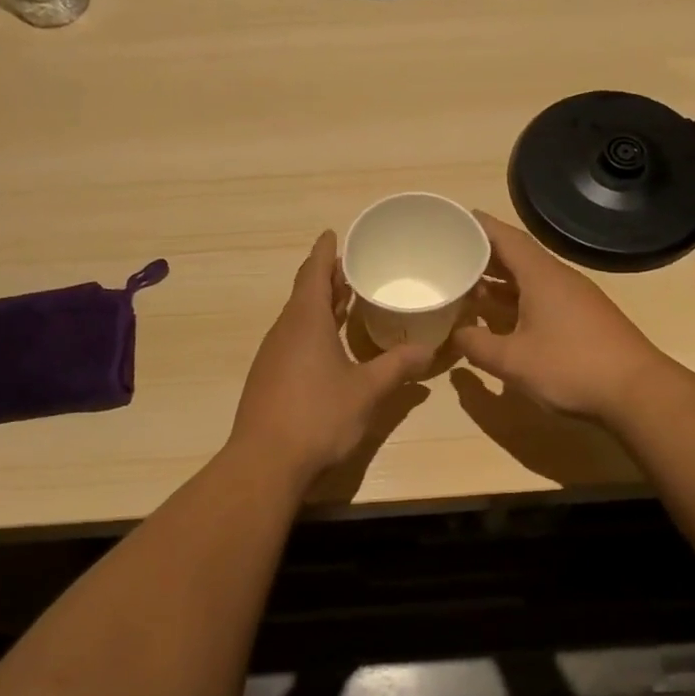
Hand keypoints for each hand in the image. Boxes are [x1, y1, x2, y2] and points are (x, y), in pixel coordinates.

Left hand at [229, 231, 432, 482]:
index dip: (325, 253)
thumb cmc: (318, 416)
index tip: (332, 234)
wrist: (265, 461)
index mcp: (305, 322)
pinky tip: (328, 347)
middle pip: (304, 293)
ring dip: (319, 306)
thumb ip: (397, 367)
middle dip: (326, 278)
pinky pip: (292, 340)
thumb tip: (428, 350)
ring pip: (297, 319)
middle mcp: (284, 331)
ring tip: (345, 301)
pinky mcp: (268, 378)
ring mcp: (272, 355)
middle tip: (350, 266)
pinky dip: (311, 330)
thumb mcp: (366, 391)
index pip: (313, 273)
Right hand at [452, 211, 671, 424]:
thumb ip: (477, 345)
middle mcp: (558, 280)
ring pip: (529, 281)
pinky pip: (540, 299)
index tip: (453, 219)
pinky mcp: (582, 321)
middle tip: (450, 256)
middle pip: (517, 257)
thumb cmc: (570, 367)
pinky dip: (515, 302)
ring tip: (466, 286)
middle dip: (484, 255)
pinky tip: (499, 319)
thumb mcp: (512, 360)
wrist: (636, 393)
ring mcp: (574, 300)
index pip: (507, 238)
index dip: (479, 227)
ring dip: (499, 282)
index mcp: (541, 276)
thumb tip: (456, 334)